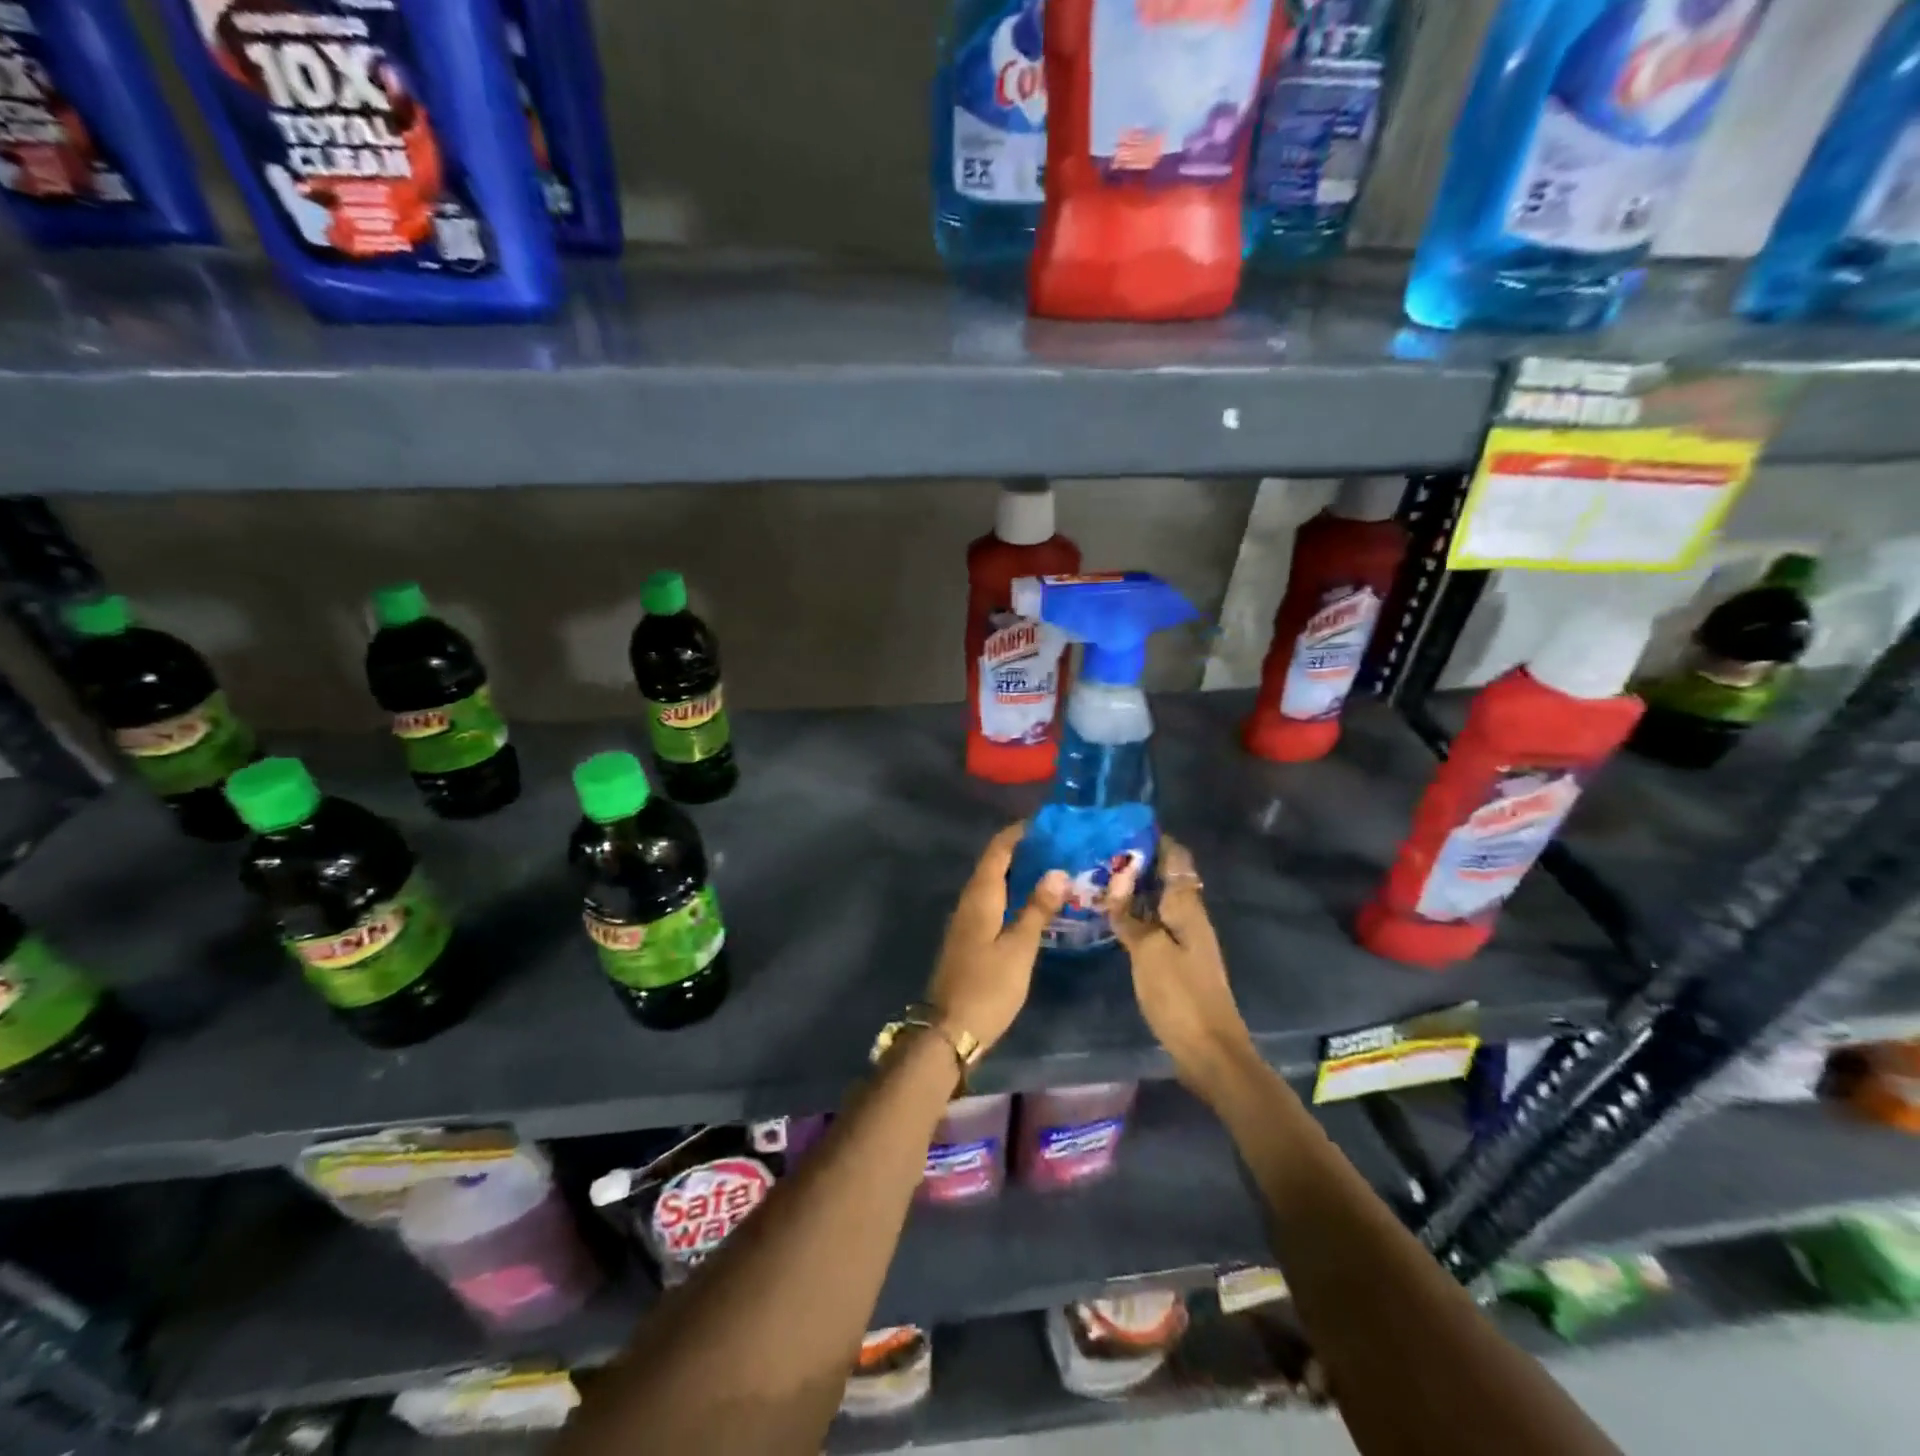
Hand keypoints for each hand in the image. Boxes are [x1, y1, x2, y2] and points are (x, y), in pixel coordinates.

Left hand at [923, 823, 1067, 1056]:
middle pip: (993, 864)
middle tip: (1057, 845)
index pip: (998, 850)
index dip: (1018, 833)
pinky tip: (1031, 904)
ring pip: (992, 884)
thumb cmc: (988, 987)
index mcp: (980, 897)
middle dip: (1021, 850)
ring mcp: (966, 921)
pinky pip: (991, 903)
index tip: (1046, 822)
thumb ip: (1037, 909)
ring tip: (1050, 868)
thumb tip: (1057, 870)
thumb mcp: (1020, 948)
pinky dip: (1011, 894)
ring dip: (1017, 872)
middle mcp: (969, 901)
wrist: (949, 1030)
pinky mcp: (968, 939)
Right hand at [1107, 837, 1256, 1095]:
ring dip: (1134, 890)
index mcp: (1187, 907)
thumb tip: (1116, 880)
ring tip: (1098, 879)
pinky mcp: (1177, 963)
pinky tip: (1112, 919)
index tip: (1122, 825)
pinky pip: (1154, 925)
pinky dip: (1135, 915)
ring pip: (1158, 902)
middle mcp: (1189, 917)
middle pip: (1166, 878)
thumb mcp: (1148, 951)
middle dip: (1137, 862)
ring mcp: (1185, 941)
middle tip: (1099, 852)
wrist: (1210, 1051)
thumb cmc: (1180, 996)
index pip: (1175, 858)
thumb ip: (1131, 915)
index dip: (1154, 839)